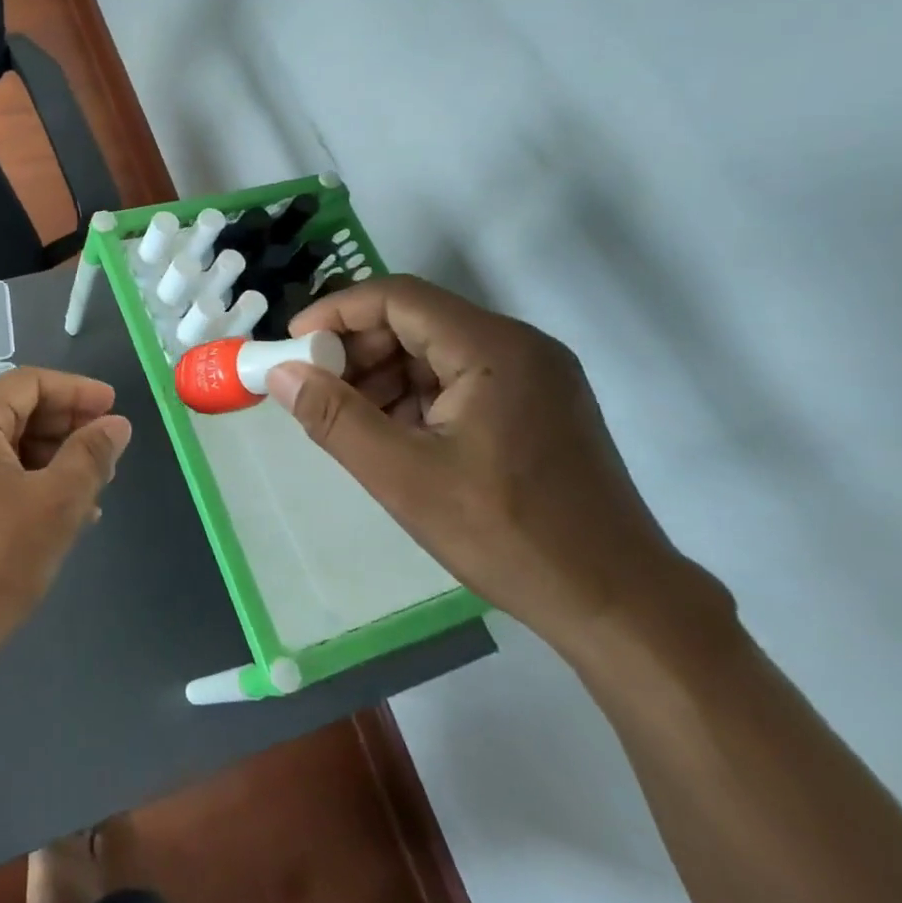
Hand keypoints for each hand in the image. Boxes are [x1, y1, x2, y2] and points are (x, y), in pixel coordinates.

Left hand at [0, 367, 132, 659]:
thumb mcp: (56, 503)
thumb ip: (91, 455)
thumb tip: (115, 425)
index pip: (30, 383)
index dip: (78, 393)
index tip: (116, 410)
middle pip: (15, 411)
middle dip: (66, 428)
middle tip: (109, 453)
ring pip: (3, 446)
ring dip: (50, 459)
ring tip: (92, 488)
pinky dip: (25, 481)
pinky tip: (58, 512)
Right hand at [270, 275, 725, 661]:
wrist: (621, 605)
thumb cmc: (507, 536)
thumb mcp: (403, 477)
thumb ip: (335, 418)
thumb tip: (280, 374)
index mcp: (493, 349)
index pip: (398, 297)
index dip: (336, 313)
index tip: (293, 346)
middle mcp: (520, 346)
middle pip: (417, 320)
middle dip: (358, 350)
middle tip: (318, 391)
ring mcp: (536, 376)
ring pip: (437, 351)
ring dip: (384, 376)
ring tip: (351, 422)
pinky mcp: (539, 406)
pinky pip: (461, 379)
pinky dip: (417, 397)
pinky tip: (395, 437)